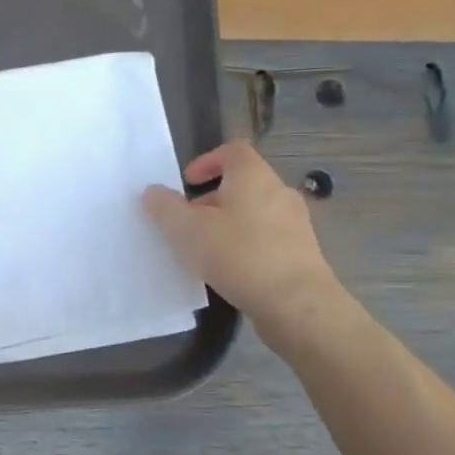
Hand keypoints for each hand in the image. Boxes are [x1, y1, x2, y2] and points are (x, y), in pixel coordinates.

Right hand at [142, 142, 334, 338]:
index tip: (187, 183)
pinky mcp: (302, 253)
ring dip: (229, 224)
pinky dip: (246, 246)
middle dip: (212, 199)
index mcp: (253, 176)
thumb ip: (165, 208)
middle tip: (188, 223)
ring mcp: (296, 223)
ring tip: (206, 251)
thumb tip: (152, 192)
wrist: (296, 303)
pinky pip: (267, 239)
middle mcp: (279, 192)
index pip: (232, 151)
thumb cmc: (239, 255)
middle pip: (243, 184)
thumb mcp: (188, 231)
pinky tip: (231, 271)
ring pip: (255, 213)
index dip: (207, 161)